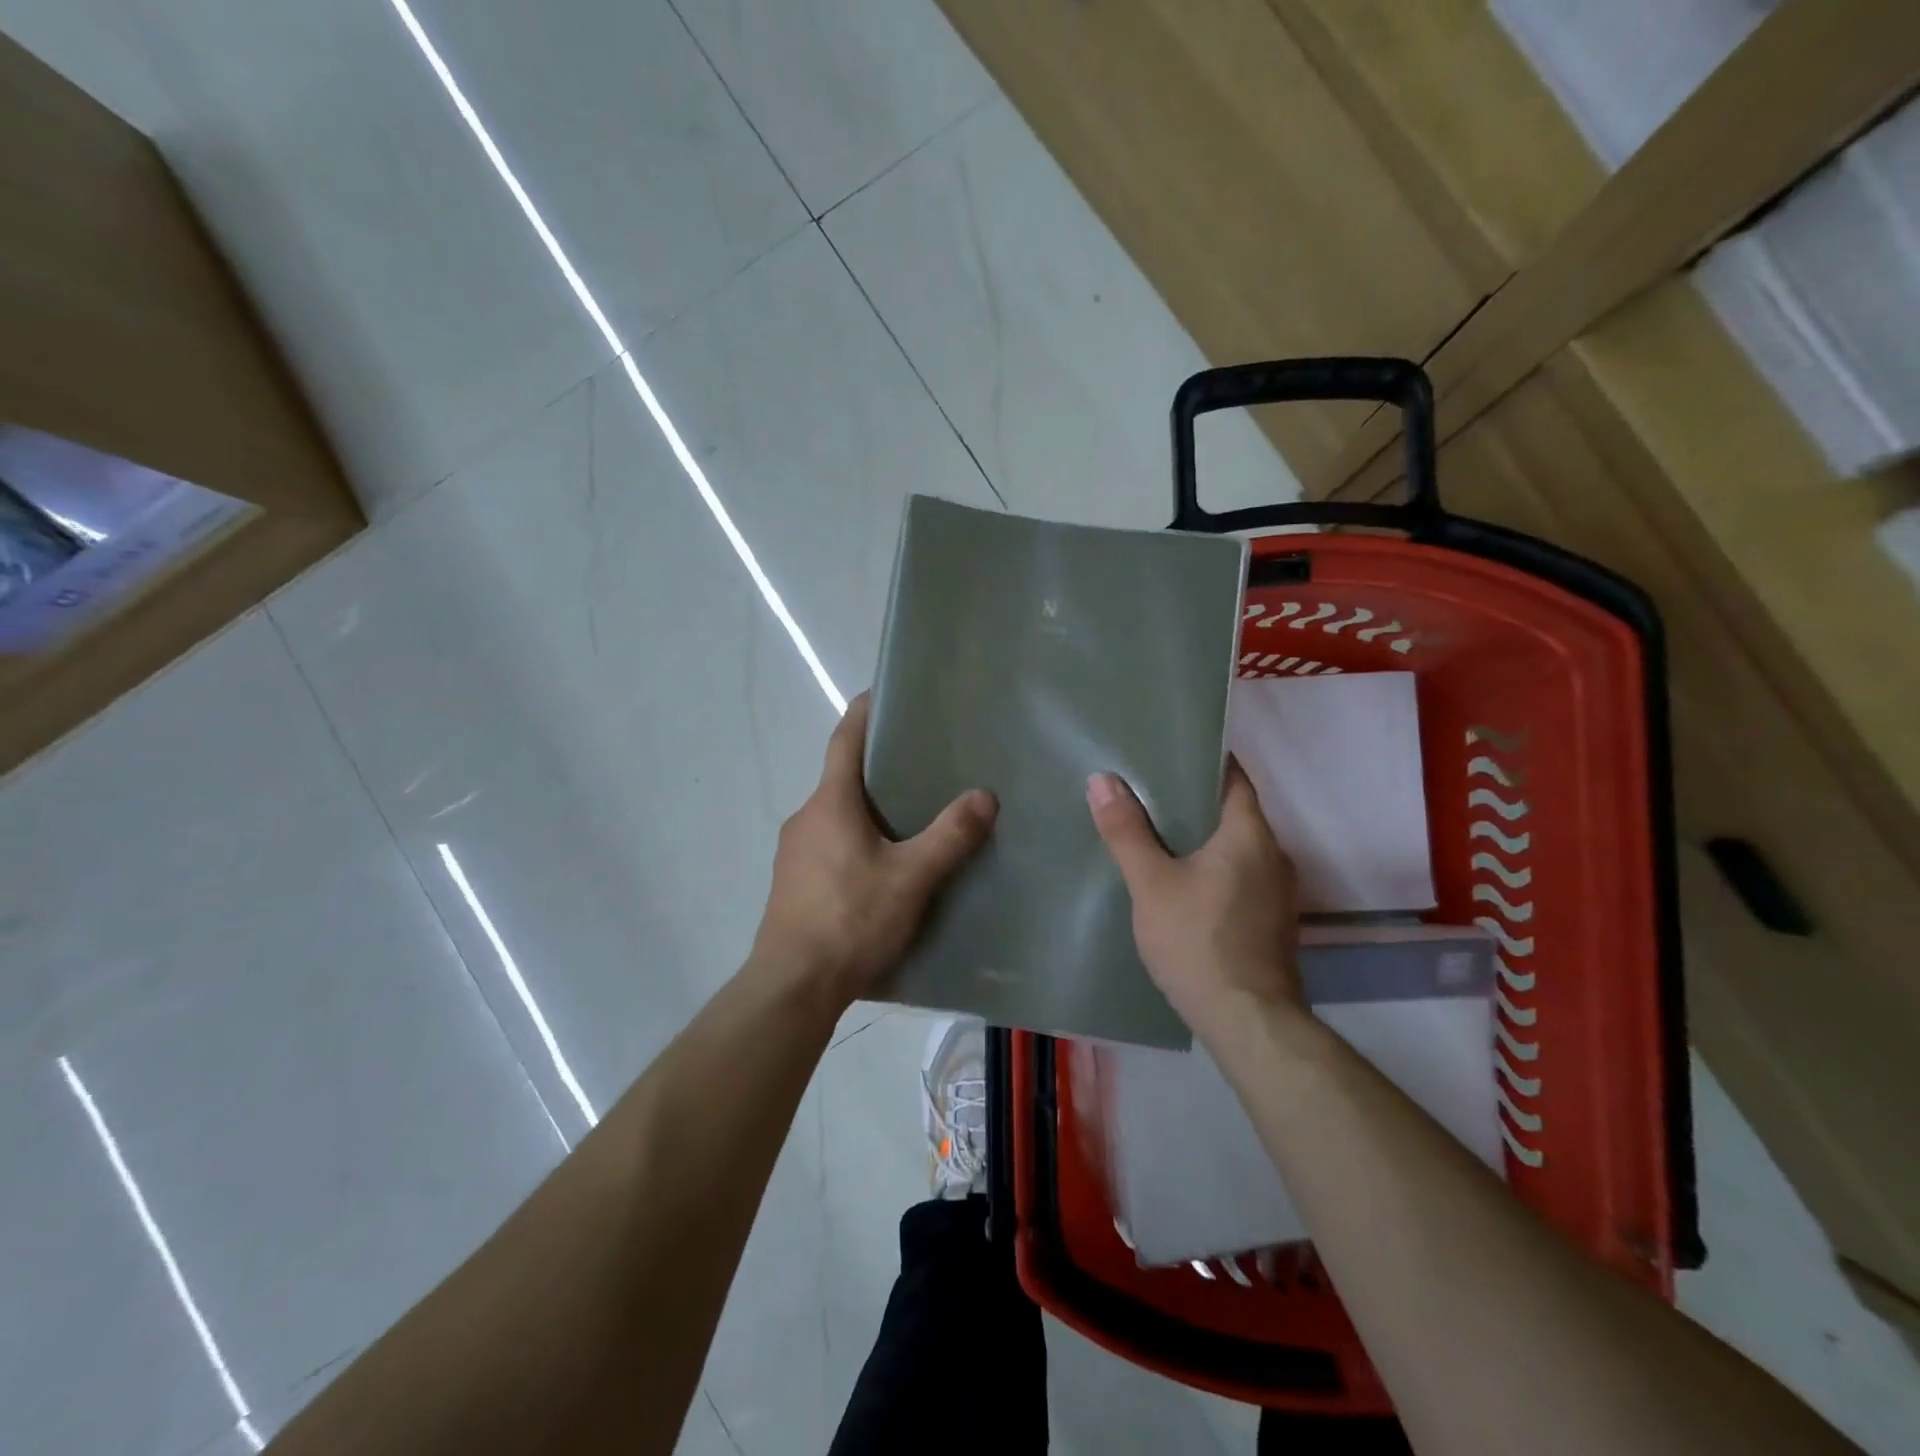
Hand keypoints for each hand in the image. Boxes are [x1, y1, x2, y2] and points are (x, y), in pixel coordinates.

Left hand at [752, 692, 995, 1011]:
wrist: (792, 987)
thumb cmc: (850, 920)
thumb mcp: (910, 878)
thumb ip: (949, 837)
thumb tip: (984, 796)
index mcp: (829, 803)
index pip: (844, 739)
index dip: (864, 712)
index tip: (884, 692)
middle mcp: (806, 818)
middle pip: (842, 777)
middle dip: (877, 765)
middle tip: (923, 761)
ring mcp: (795, 853)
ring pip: (837, 814)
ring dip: (869, 807)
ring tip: (913, 814)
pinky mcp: (794, 883)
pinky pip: (830, 844)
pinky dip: (857, 838)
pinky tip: (884, 865)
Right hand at [1086, 760, 1304, 1035]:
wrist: (1247, 1021)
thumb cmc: (1198, 941)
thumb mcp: (1151, 883)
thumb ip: (1127, 831)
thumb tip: (1102, 779)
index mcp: (1250, 834)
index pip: (1233, 777)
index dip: (1203, 760)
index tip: (1168, 753)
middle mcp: (1274, 855)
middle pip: (1234, 812)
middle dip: (1194, 801)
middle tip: (1147, 792)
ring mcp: (1278, 892)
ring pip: (1236, 847)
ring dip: (1203, 838)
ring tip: (1158, 834)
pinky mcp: (1272, 921)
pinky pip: (1240, 876)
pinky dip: (1214, 868)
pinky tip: (1182, 882)